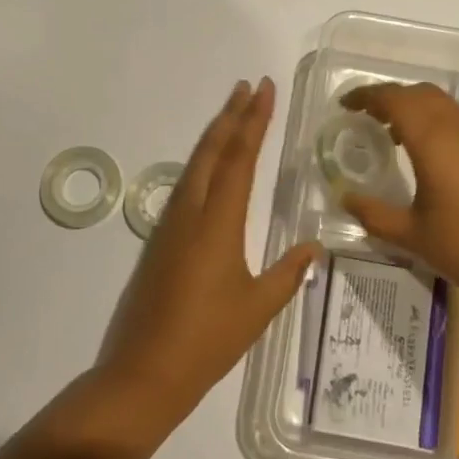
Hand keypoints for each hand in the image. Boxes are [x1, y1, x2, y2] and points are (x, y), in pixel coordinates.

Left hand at [98, 78, 320, 436]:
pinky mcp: (159, 241)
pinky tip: (210, 167)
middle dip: (231, 115)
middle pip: (212, 151)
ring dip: (215, 135)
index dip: (253, 121)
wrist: (144, 372)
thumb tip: (314, 246)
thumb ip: (288, 273)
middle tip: (248, 86)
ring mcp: (170, 225)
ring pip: (195, 165)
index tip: (263, 89)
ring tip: (232, 112)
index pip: (239, 158)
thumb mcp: (258, 308)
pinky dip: (203, 162)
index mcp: (218, 222)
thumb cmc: (208, 340)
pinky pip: (185, 186)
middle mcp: (191, 212)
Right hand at [340, 82, 458, 316]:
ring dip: (414, 108)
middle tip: (365, 117)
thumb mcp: (412, 236)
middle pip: (419, 93)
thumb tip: (345, 198)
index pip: (394, 99)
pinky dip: (435, 123)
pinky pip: (458, 122)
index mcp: (433, 140)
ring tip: (391, 135)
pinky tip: (427, 157)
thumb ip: (374, 213)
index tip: (345, 105)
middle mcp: (458, 129)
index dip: (367, 96)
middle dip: (390, 98)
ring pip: (442, 105)